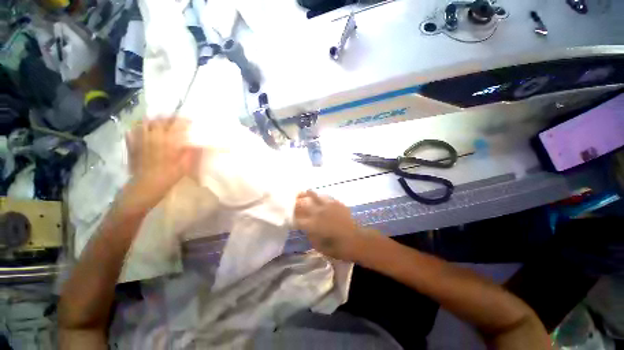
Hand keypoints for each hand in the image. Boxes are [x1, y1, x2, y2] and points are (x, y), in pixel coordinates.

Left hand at [117, 117, 199, 214]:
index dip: (183, 120)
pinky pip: (132, 131)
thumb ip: (192, 152)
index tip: (190, 120)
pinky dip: (138, 128)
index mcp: (168, 140)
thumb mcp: (185, 165)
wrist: (146, 185)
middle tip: (175, 119)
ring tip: (159, 122)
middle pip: (159, 120)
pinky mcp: (132, 145)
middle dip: (169, 117)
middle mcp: (153, 136)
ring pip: (145, 123)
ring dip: (153, 120)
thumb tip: (199, 143)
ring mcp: (140, 139)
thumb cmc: (169, 175)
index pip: (176, 124)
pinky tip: (143, 131)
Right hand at [294, 190, 368, 260]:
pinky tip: (319, 198)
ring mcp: (327, 205)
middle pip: (302, 203)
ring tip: (304, 193)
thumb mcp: (318, 245)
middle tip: (293, 201)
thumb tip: (306, 227)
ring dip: (307, 194)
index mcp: (312, 224)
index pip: (297, 218)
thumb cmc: (336, 247)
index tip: (290, 217)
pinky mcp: (336, 203)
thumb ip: (309, 234)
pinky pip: (325, 196)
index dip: (292, 217)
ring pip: (314, 195)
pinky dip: (320, 197)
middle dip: (296, 202)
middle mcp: (317, 212)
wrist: (355, 240)